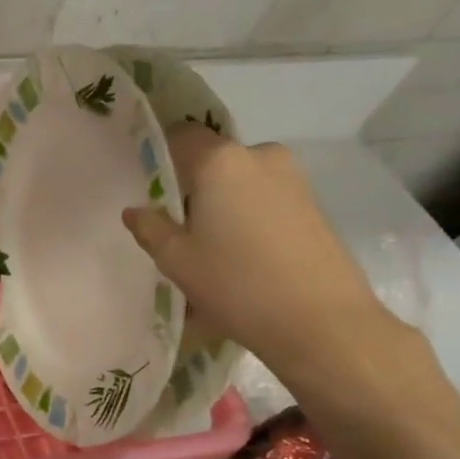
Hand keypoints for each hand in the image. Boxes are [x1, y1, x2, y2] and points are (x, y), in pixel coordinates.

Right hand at [124, 128, 404, 387]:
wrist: (324, 323)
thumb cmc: (237, 284)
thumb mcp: (176, 259)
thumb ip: (149, 227)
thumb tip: (135, 210)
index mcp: (220, 161)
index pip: (181, 135)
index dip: (160, 154)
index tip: (147, 182)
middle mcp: (260, 156)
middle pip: (213, 160)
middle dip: (193, 185)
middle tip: (177, 225)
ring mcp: (294, 179)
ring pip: (241, 181)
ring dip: (222, 203)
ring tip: (210, 247)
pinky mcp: (314, 205)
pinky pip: (266, 199)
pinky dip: (248, 217)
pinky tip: (242, 256)